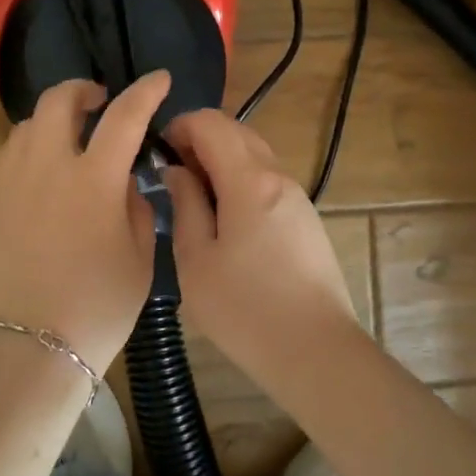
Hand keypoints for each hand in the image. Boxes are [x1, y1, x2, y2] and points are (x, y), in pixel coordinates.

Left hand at [0, 71, 170, 374]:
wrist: (24, 350)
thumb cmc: (95, 309)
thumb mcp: (140, 260)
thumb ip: (138, 209)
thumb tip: (126, 185)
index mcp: (94, 179)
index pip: (125, 115)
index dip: (146, 91)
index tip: (159, 79)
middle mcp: (47, 165)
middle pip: (59, 100)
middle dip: (84, 90)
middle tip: (100, 102)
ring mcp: (9, 180)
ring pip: (27, 125)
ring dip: (53, 121)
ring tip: (68, 142)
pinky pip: (7, 156)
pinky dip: (29, 150)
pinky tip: (40, 177)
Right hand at [163, 108, 359, 385]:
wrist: (316, 353)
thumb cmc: (245, 310)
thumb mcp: (196, 260)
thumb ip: (185, 204)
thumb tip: (178, 171)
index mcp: (249, 180)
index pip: (212, 123)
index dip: (180, 126)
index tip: (159, 152)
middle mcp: (278, 177)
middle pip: (236, 131)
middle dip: (200, 139)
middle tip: (173, 174)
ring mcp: (297, 197)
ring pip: (254, 155)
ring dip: (221, 160)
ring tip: (195, 198)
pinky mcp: (306, 219)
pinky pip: (267, 180)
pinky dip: (240, 180)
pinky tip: (225, 219)